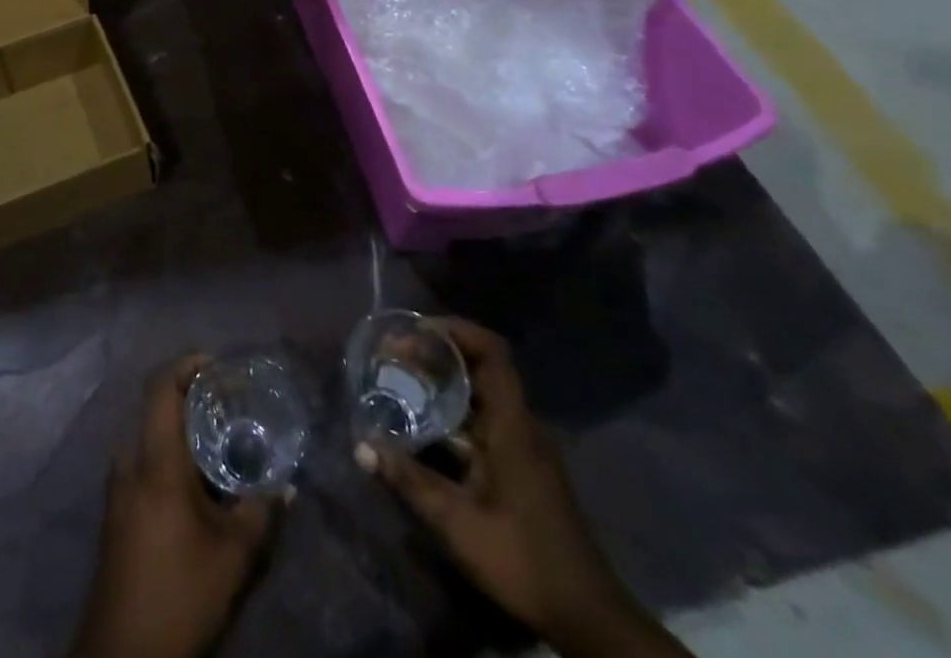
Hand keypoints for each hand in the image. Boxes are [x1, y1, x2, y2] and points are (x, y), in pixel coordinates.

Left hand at [71, 356, 284, 657]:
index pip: (161, 387)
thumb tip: (285, 485)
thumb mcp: (233, 556)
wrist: (122, 655)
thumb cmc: (180, 593)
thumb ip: (261, 512)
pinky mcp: (116, 512)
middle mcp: (130, 462)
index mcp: (155, 460)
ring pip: (152, 438)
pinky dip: (171, 457)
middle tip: (230, 404)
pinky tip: (198, 484)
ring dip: (183, 432)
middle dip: (193, 400)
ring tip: (221, 443)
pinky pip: (145, 463)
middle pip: (158, 410)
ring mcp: (118, 487)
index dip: (187, 365)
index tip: (218, 364)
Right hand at [356, 320, 685, 657]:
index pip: (491, 352)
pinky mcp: (522, 466)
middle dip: (438, 353)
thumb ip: (410, 481)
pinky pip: (485, 419)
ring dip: (444, 382)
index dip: (455, 330)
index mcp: (513, 425)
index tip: (416, 330)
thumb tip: (362, 446)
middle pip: (482, 367)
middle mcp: (521, 425)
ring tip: (401, 380)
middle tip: (395, 354)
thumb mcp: (458, 525)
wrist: (588, 619)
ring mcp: (525, 446)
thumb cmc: (523, 561)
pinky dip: (454, 411)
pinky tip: (425, 426)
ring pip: (482, 394)